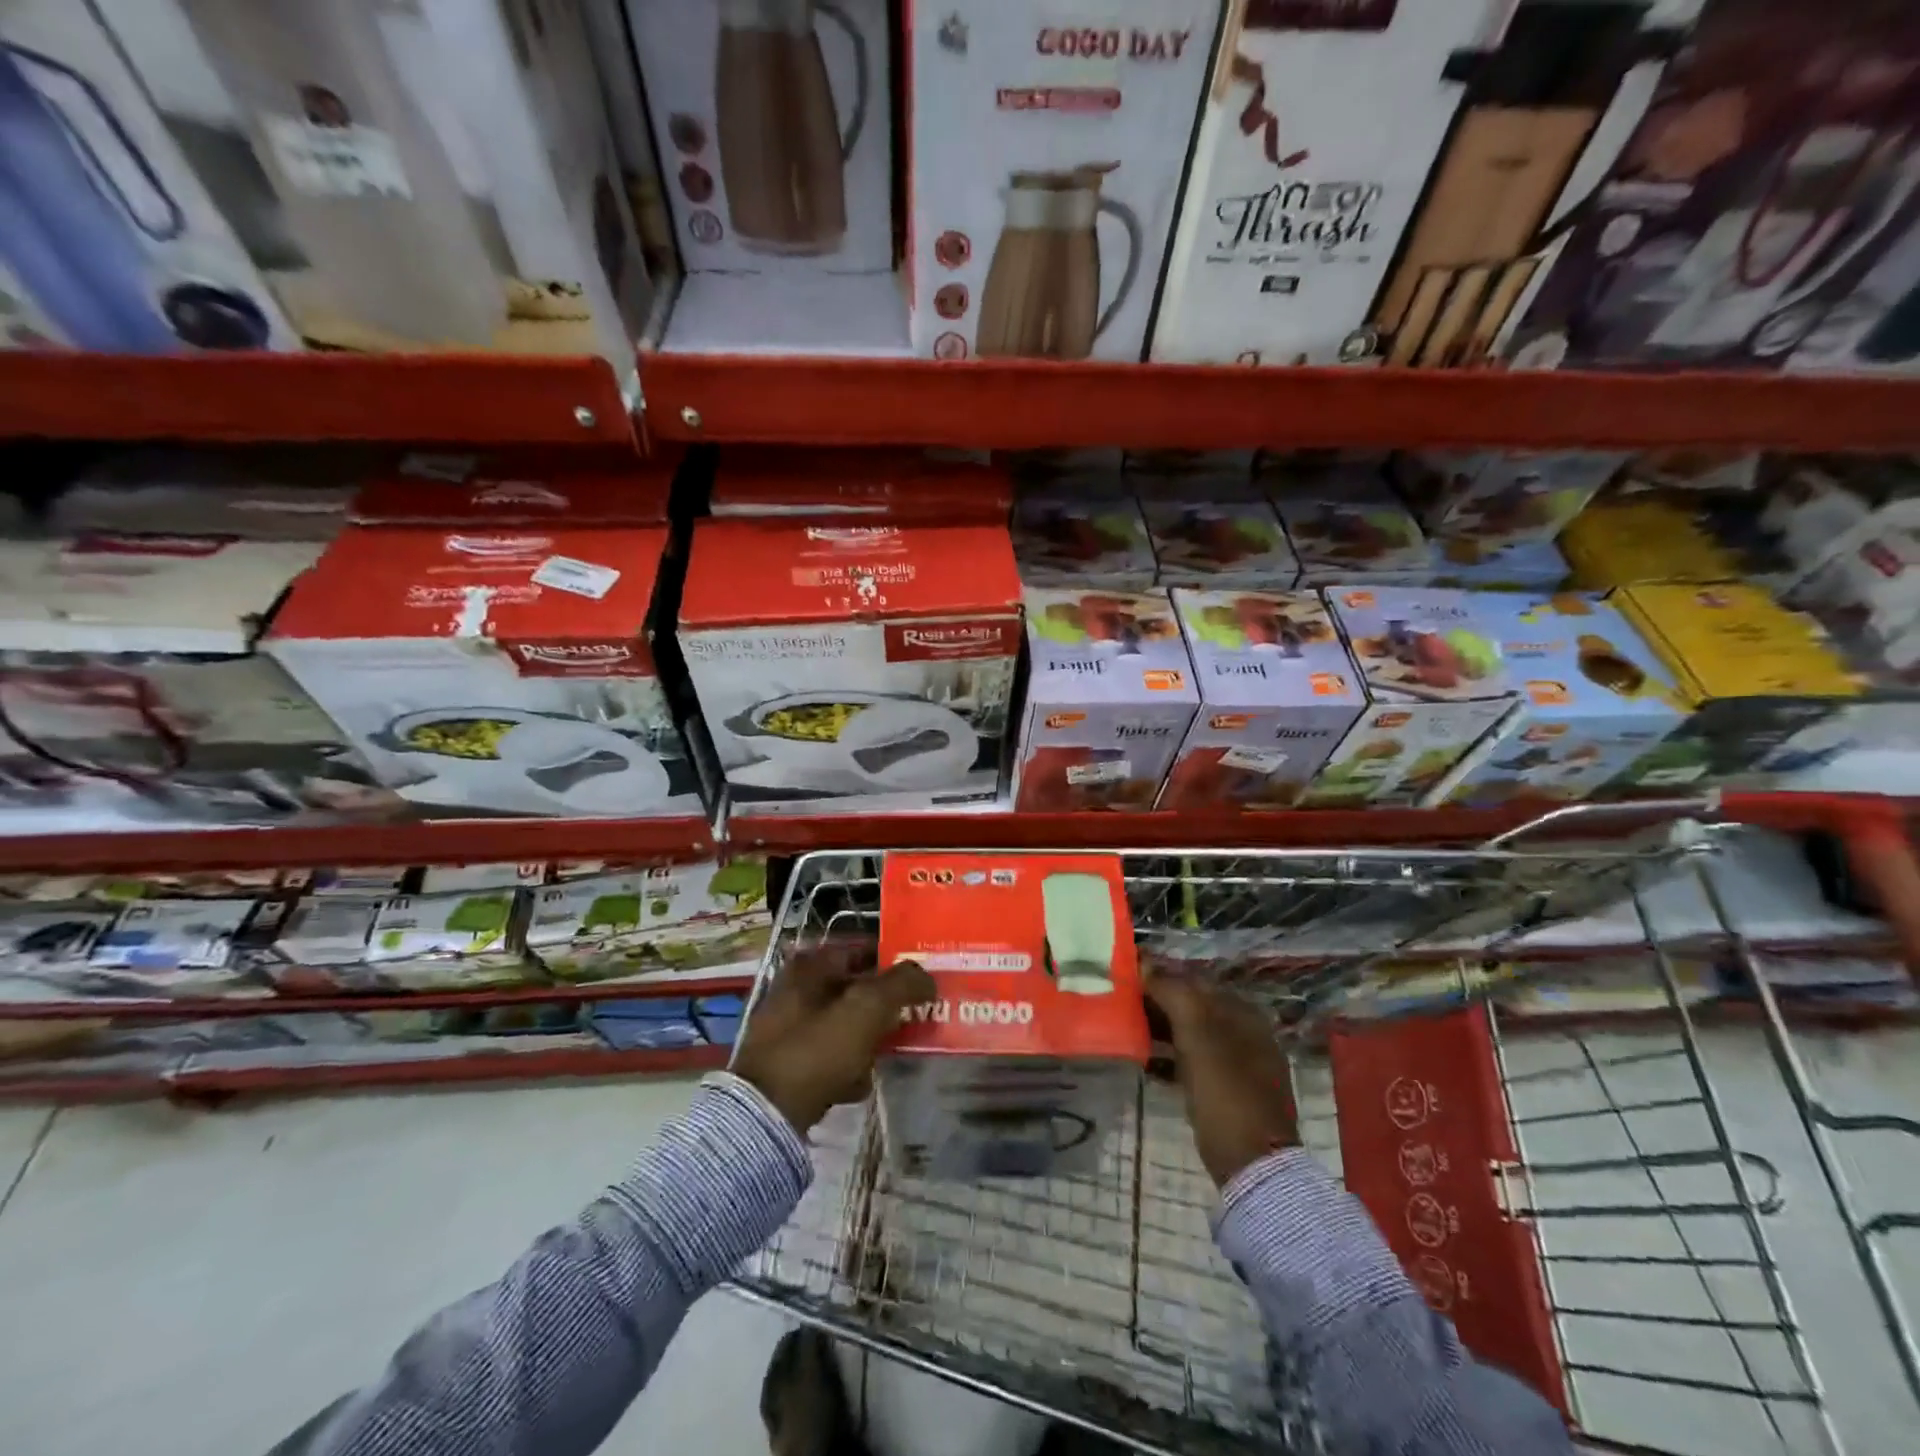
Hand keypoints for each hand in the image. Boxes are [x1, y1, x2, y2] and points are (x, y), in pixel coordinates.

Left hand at [734, 941, 935, 1134]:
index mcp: (810, 966)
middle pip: (853, 987)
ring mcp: (786, 1028)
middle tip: (913, 1014)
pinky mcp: (785, 1064)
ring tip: (893, 1050)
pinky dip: (847, 1065)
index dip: (893, 960)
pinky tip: (862, 1083)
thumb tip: (927, 977)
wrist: (766, 1114)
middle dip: (883, 1002)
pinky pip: (828, 1055)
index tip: (920, 978)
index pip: (861, 948)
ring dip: (868, 1036)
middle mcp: (794, 989)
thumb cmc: (818, 1048)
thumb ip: (902, 984)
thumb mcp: (868, 1007)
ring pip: (843, 1022)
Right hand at [1147, 970, 1297, 1187]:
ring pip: (1192, 1035)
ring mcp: (1240, 1066)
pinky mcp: (1230, 1094)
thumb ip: (1173, 993)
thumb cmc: (1225, 1092)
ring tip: (1127, 1031)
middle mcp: (1246, 1033)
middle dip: (1158, 1003)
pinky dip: (1170, 1060)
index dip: (1160, 975)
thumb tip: (1146, 963)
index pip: (1195, 980)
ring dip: (1160, 1031)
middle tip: (1121, 1004)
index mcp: (1243, 1013)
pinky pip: (1193, 1064)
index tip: (1127, 976)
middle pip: (1194, 1007)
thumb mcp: (1197, 1035)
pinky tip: (1145, 1066)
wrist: (1254, 1165)